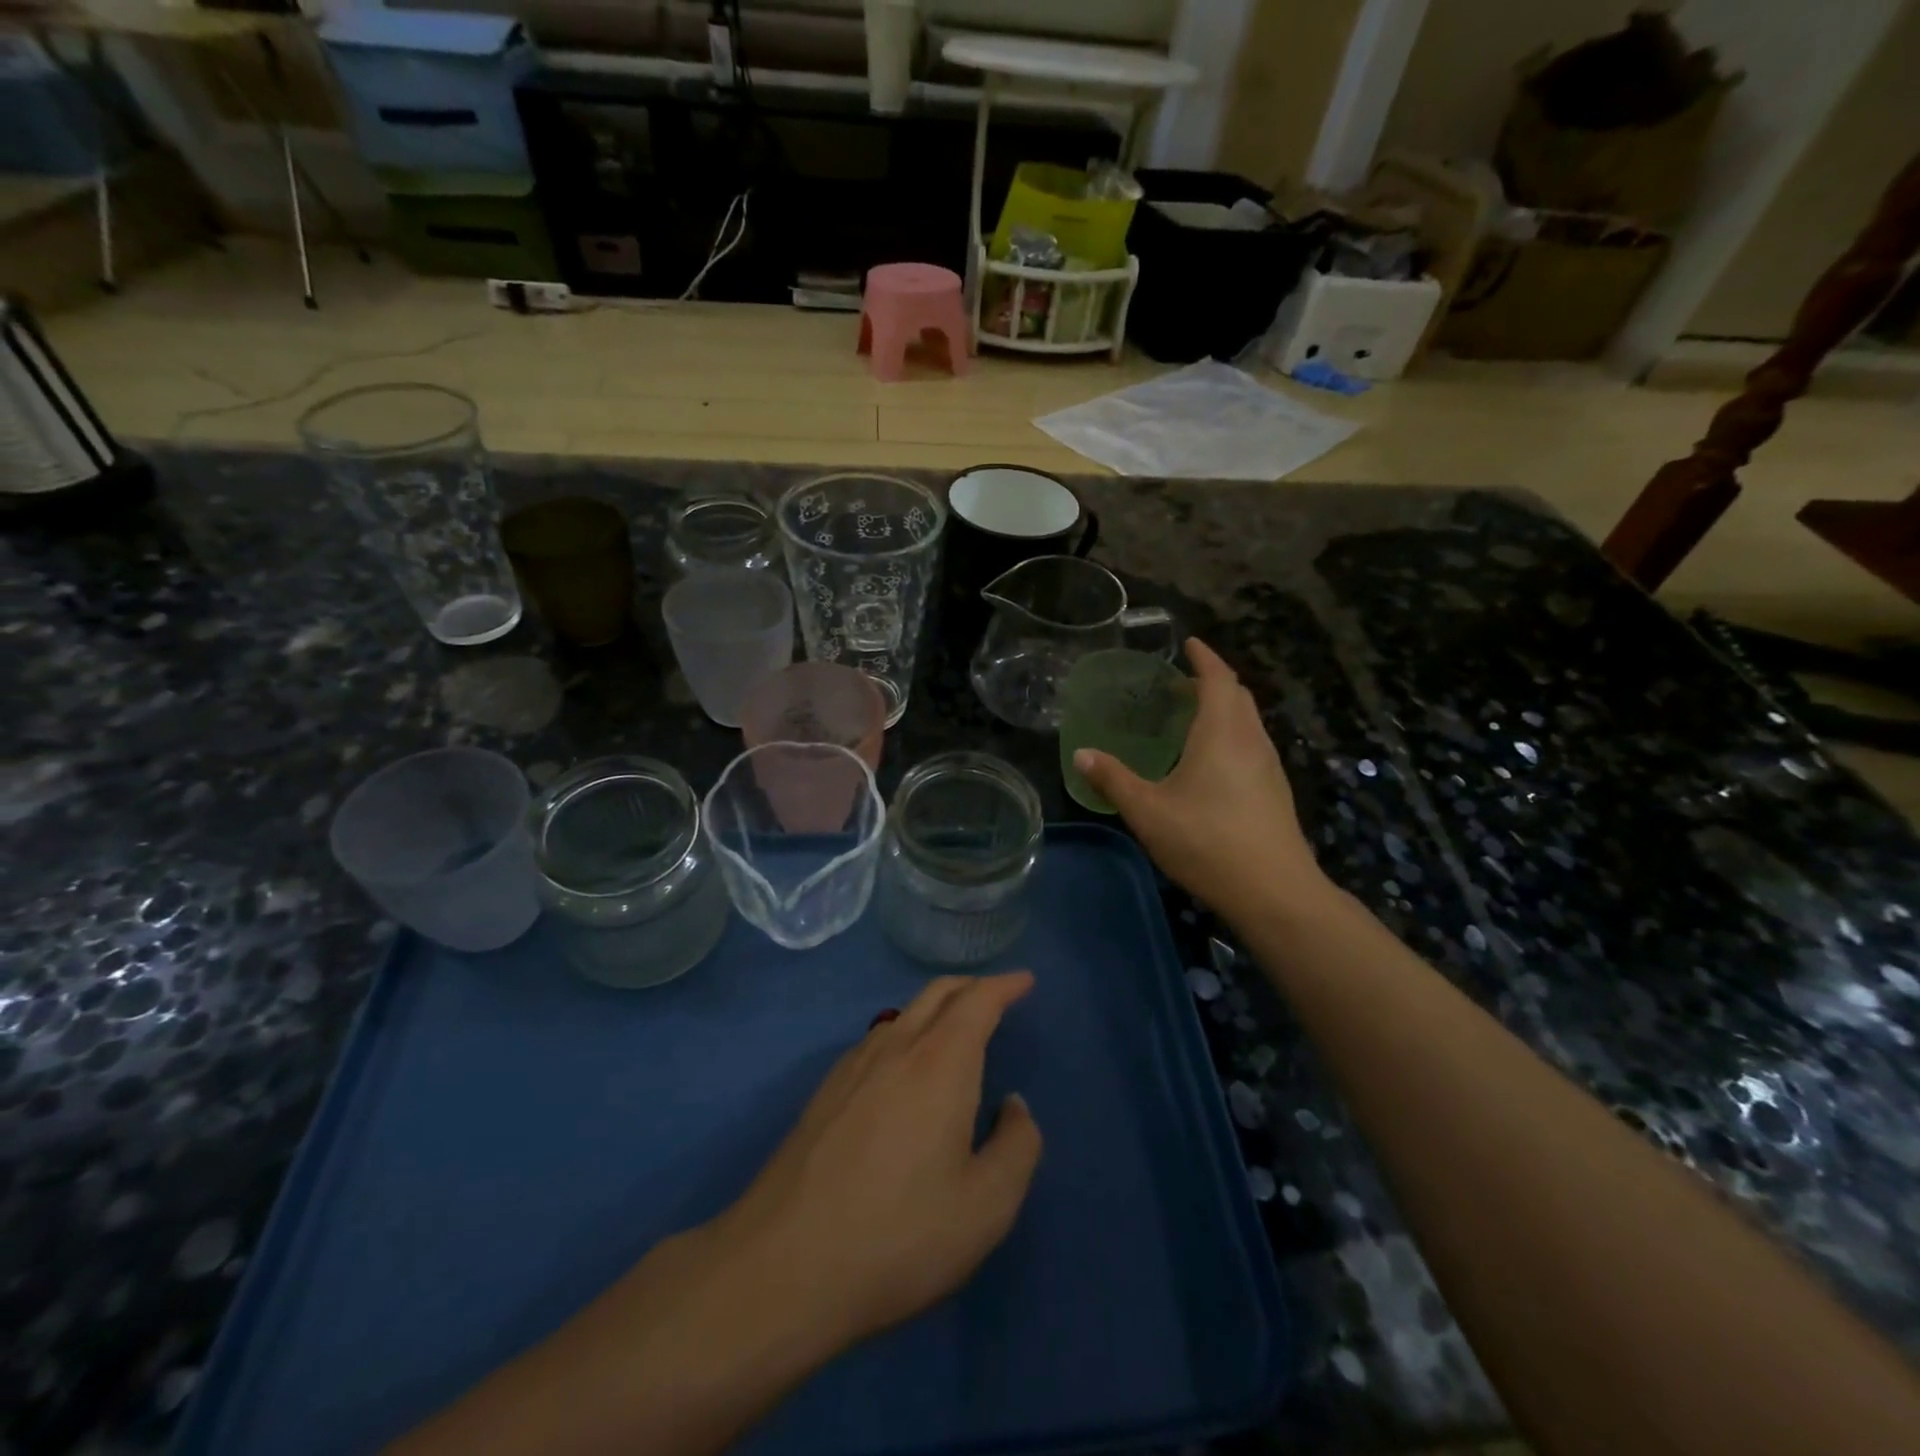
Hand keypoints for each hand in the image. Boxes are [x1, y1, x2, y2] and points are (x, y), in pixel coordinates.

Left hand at [703, 972, 1042, 1353]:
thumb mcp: (985, 1207)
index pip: (978, 1000)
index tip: (1025, 980)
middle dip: (972, 986)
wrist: (783, 1265)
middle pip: (937, 993)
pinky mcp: (826, 1091)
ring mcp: (853, 1065)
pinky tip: (905, 1069)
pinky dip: (907, 1033)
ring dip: (937, 1008)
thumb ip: (1017, 1147)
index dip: (1004, 985)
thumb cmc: (898, 1236)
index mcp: (940, 1062)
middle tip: (997, 995)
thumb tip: (1013, 1106)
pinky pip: (878, 1039)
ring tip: (956, 1029)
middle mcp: (896, 1047)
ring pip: (904, 1014)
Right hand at [1074, 638, 1323, 918]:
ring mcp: (1268, 766)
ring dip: (1223, 707)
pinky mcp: (1274, 790)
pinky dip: (1231, 733)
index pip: (1218, 678)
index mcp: (1222, 733)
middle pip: (1237, 695)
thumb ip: (1113, 780)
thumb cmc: (1207, 842)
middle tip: (1180, 681)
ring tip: (1192, 716)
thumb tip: (1080, 754)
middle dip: (1212, 680)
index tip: (1189, 643)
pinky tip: (1210, 760)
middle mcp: (1251, 740)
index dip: (1204, 657)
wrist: (1274, 892)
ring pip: (1248, 721)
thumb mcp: (1148, 811)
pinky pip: (1251, 743)